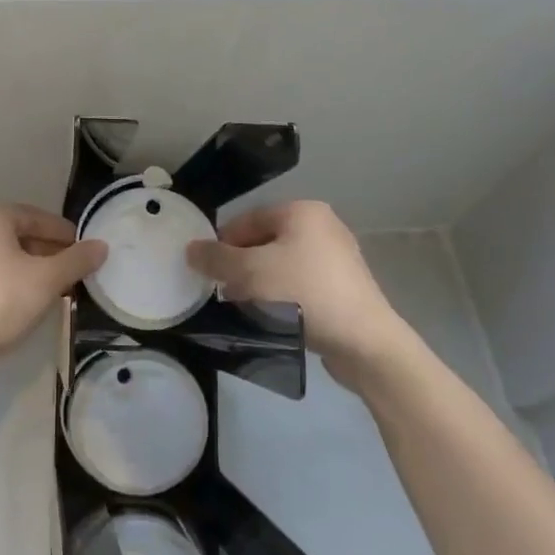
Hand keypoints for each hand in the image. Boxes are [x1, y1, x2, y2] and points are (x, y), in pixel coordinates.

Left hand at [0, 205, 106, 393]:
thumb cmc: (2, 300)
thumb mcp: (48, 278)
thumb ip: (77, 260)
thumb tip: (101, 246)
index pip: (37, 217)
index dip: (65, 232)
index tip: (87, 249)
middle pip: (23, 237)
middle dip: (53, 253)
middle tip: (79, 271)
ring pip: (12, 260)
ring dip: (38, 271)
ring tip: (64, 289)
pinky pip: (0, 280)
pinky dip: (21, 286)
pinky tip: (38, 304)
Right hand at [187, 200, 424, 393]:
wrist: (364, 342)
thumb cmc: (303, 294)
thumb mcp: (249, 272)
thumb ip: (216, 258)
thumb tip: (191, 249)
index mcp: (302, 212)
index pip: (246, 220)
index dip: (221, 245)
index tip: (208, 274)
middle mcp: (322, 226)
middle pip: (262, 243)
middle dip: (240, 268)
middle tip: (226, 294)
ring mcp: (337, 257)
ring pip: (280, 266)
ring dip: (259, 285)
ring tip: (248, 310)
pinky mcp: (344, 287)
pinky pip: (300, 284)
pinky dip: (282, 297)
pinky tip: (275, 320)